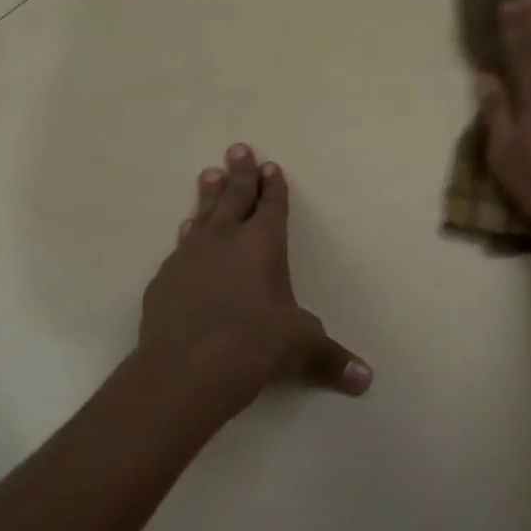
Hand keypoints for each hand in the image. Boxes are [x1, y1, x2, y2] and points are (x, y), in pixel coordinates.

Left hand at [138, 145, 371, 417]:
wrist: (185, 369)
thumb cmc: (254, 345)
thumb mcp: (300, 348)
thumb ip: (331, 359)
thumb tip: (366, 381)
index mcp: (263, 245)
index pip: (271, 206)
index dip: (273, 186)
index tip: (270, 166)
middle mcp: (226, 241)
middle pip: (234, 197)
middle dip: (239, 173)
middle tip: (237, 148)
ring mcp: (190, 257)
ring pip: (202, 216)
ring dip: (208, 195)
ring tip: (207, 174)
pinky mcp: (164, 280)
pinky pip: (180, 246)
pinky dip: (188, 235)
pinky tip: (185, 232)